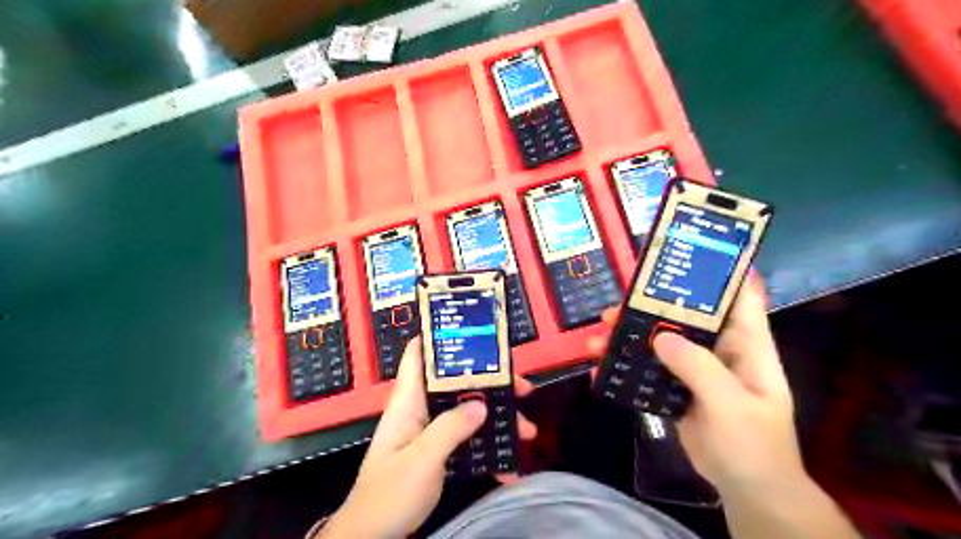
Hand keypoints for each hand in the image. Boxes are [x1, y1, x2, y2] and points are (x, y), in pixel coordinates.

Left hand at [320, 335, 531, 536]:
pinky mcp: (438, 453)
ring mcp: (430, 432)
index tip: (472, 331)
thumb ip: (450, 428)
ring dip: (497, 419)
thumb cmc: (389, 494)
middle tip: (522, 388)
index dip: (439, 337)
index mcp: (409, 402)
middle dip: (490, 383)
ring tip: (527, 430)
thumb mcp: (421, 459)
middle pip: (456, 383)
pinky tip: (509, 467)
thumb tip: (481, 403)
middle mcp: (421, 410)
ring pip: (467, 412)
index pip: (418, 356)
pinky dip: (488, 450)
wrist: (372, 537)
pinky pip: (468, 441)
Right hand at [586, 279, 804, 497]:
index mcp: (746, 345)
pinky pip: (648, 371)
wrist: (746, 490)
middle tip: (613, 310)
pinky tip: (600, 371)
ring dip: (628, 338)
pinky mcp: (676, 388)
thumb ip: (698, 368)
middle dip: (647, 309)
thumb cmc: (753, 444)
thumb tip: (659, 337)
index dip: (716, 273)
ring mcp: (695, 369)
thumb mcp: (730, 404)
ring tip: (597, 339)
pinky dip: (625, 369)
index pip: (736, 297)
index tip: (683, 256)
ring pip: (658, 342)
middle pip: (682, 317)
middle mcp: (719, 349)